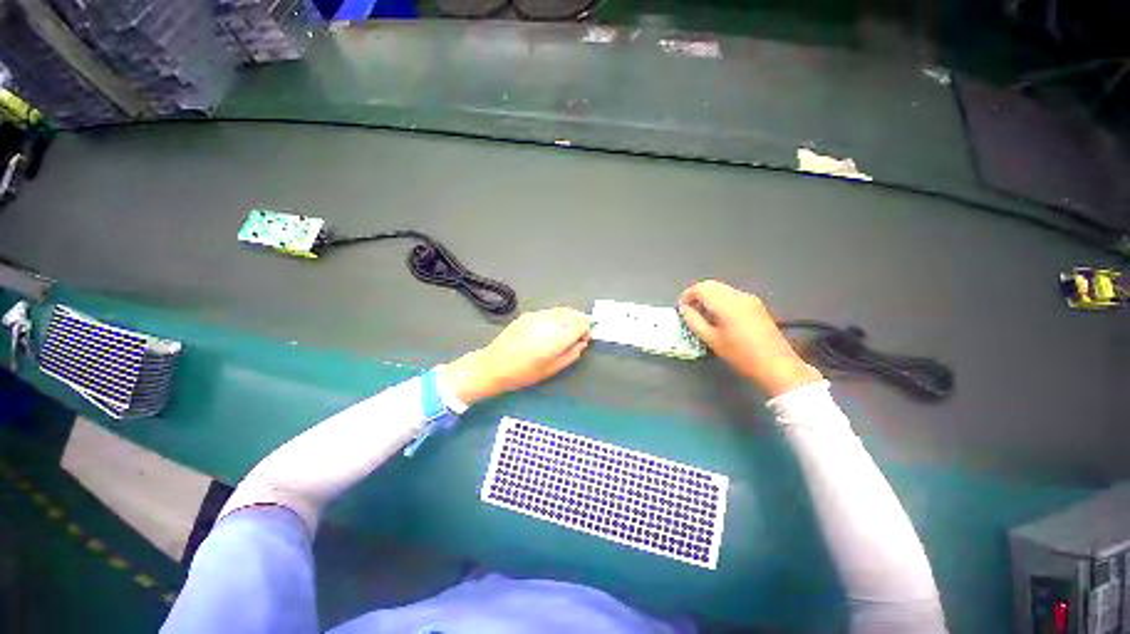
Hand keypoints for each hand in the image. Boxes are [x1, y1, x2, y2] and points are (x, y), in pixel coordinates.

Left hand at [443, 307, 591, 404]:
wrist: (494, 365)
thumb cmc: (523, 373)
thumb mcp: (552, 369)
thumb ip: (572, 354)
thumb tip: (582, 343)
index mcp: (556, 337)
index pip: (581, 323)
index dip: (586, 329)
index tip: (583, 339)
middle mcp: (548, 322)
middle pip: (573, 313)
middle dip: (579, 322)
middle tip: (576, 336)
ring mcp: (537, 316)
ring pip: (561, 310)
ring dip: (568, 318)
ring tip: (563, 333)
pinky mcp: (528, 315)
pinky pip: (549, 312)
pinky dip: (555, 318)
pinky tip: (549, 330)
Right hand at [679, 280, 822, 397]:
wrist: (777, 365)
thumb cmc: (741, 355)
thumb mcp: (712, 340)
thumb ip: (694, 321)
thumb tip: (684, 309)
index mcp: (727, 304)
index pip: (701, 288)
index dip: (687, 296)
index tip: (681, 309)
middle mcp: (739, 296)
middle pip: (711, 285)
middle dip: (697, 295)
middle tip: (689, 312)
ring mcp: (750, 299)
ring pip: (722, 289)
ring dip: (708, 297)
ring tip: (703, 316)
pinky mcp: (756, 305)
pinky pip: (732, 295)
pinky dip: (720, 301)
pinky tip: (719, 318)